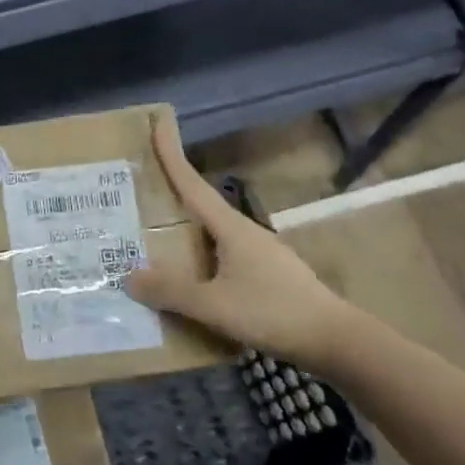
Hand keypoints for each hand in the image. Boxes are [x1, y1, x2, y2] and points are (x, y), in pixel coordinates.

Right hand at [125, 114, 369, 372]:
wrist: (336, 340)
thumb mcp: (215, 305)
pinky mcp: (265, 275)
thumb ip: (172, 291)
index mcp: (230, 227)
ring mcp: (258, 253)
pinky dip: (198, 258)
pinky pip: (220, 257)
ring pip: (210, 234)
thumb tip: (128, 276)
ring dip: (183, 230)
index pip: (192, 183)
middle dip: (170, 193)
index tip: (156, 124)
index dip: (171, 154)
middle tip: (136, 188)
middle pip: (199, 205)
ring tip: (152, 237)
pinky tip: (188, 278)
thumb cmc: (273, 311)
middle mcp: (243, 232)